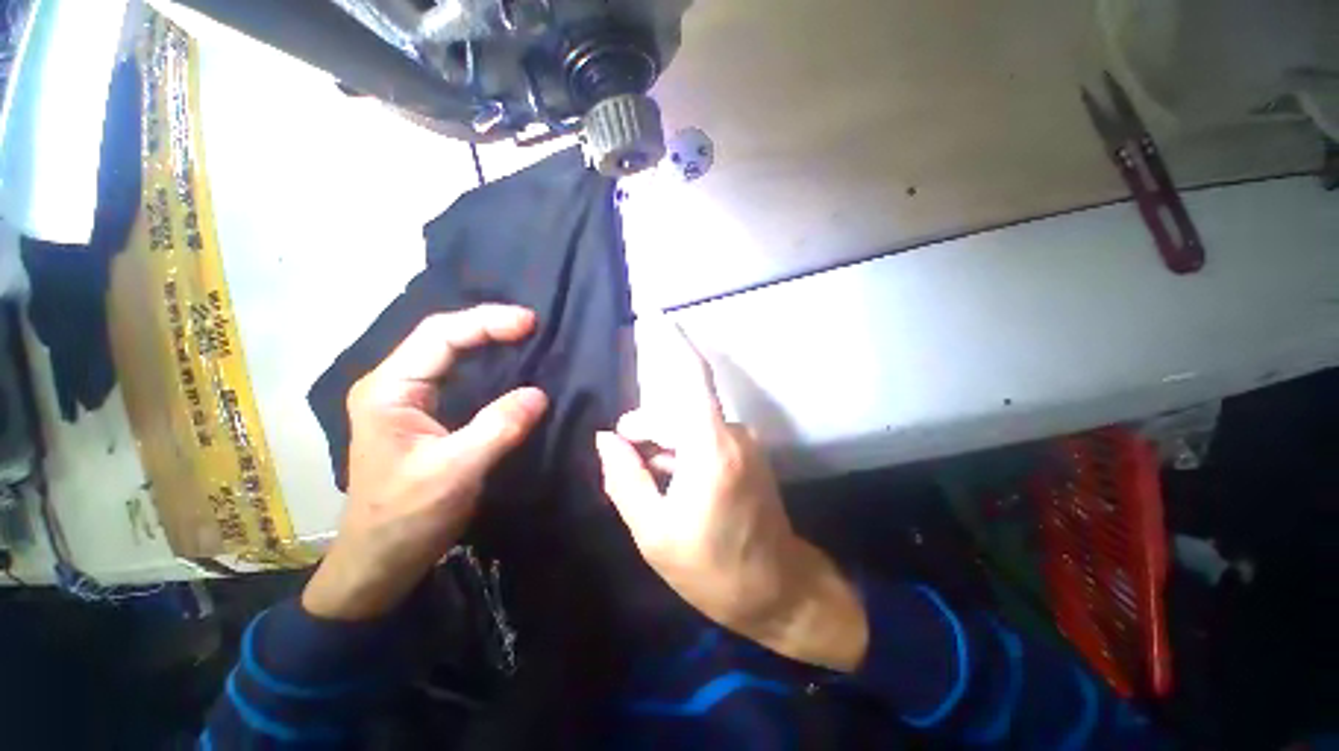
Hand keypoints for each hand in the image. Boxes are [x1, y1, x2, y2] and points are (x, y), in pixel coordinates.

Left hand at [303, 305, 548, 620]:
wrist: (379, 560)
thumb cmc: (405, 517)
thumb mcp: (453, 472)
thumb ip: (497, 429)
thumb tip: (539, 394)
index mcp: (389, 390)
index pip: (438, 336)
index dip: (486, 322)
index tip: (529, 323)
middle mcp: (394, 385)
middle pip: (442, 337)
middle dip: (488, 325)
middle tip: (532, 325)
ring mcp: (407, 399)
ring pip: (449, 353)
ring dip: (487, 340)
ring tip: (525, 336)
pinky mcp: (424, 414)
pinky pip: (458, 375)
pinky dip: (486, 363)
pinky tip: (508, 365)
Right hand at [594, 329, 867, 670]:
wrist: (778, 591)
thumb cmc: (713, 568)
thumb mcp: (654, 533)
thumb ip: (625, 479)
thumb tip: (607, 440)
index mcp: (710, 448)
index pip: (692, 378)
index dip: (675, 344)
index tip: (656, 316)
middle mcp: (732, 434)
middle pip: (679, 408)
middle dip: (647, 426)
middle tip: (623, 454)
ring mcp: (744, 443)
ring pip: (690, 424)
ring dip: (663, 442)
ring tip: (645, 475)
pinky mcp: (748, 453)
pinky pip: (706, 436)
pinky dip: (682, 449)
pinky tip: (669, 478)